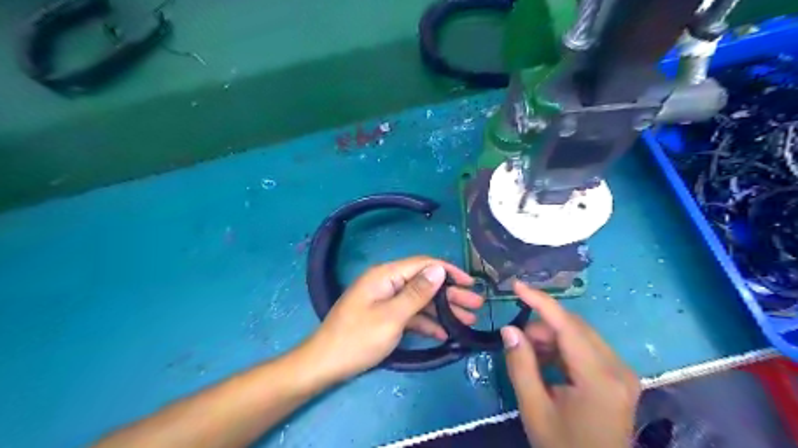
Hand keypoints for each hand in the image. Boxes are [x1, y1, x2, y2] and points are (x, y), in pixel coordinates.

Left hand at [303, 257, 482, 382]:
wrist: (325, 364)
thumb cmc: (358, 339)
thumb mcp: (392, 317)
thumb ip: (417, 293)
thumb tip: (439, 269)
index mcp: (386, 275)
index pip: (423, 264)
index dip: (449, 272)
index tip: (470, 283)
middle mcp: (387, 282)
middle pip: (424, 282)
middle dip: (450, 294)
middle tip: (475, 306)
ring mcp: (385, 300)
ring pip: (420, 300)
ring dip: (442, 310)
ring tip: (467, 320)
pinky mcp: (384, 315)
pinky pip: (410, 314)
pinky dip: (426, 323)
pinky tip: (444, 333)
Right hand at [500, 284, 640, 446]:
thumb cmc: (563, 447)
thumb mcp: (534, 409)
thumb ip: (520, 365)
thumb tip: (509, 329)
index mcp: (599, 378)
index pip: (567, 326)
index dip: (540, 301)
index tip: (516, 285)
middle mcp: (618, 368)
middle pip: (574, 326)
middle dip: (542, 325)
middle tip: (517, 340)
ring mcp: (622, 371)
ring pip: (579, 334)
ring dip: (551, 337)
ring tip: (530, 355)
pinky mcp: (619, 375)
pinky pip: (586, 347)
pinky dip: (562, 348)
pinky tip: (547, 362)